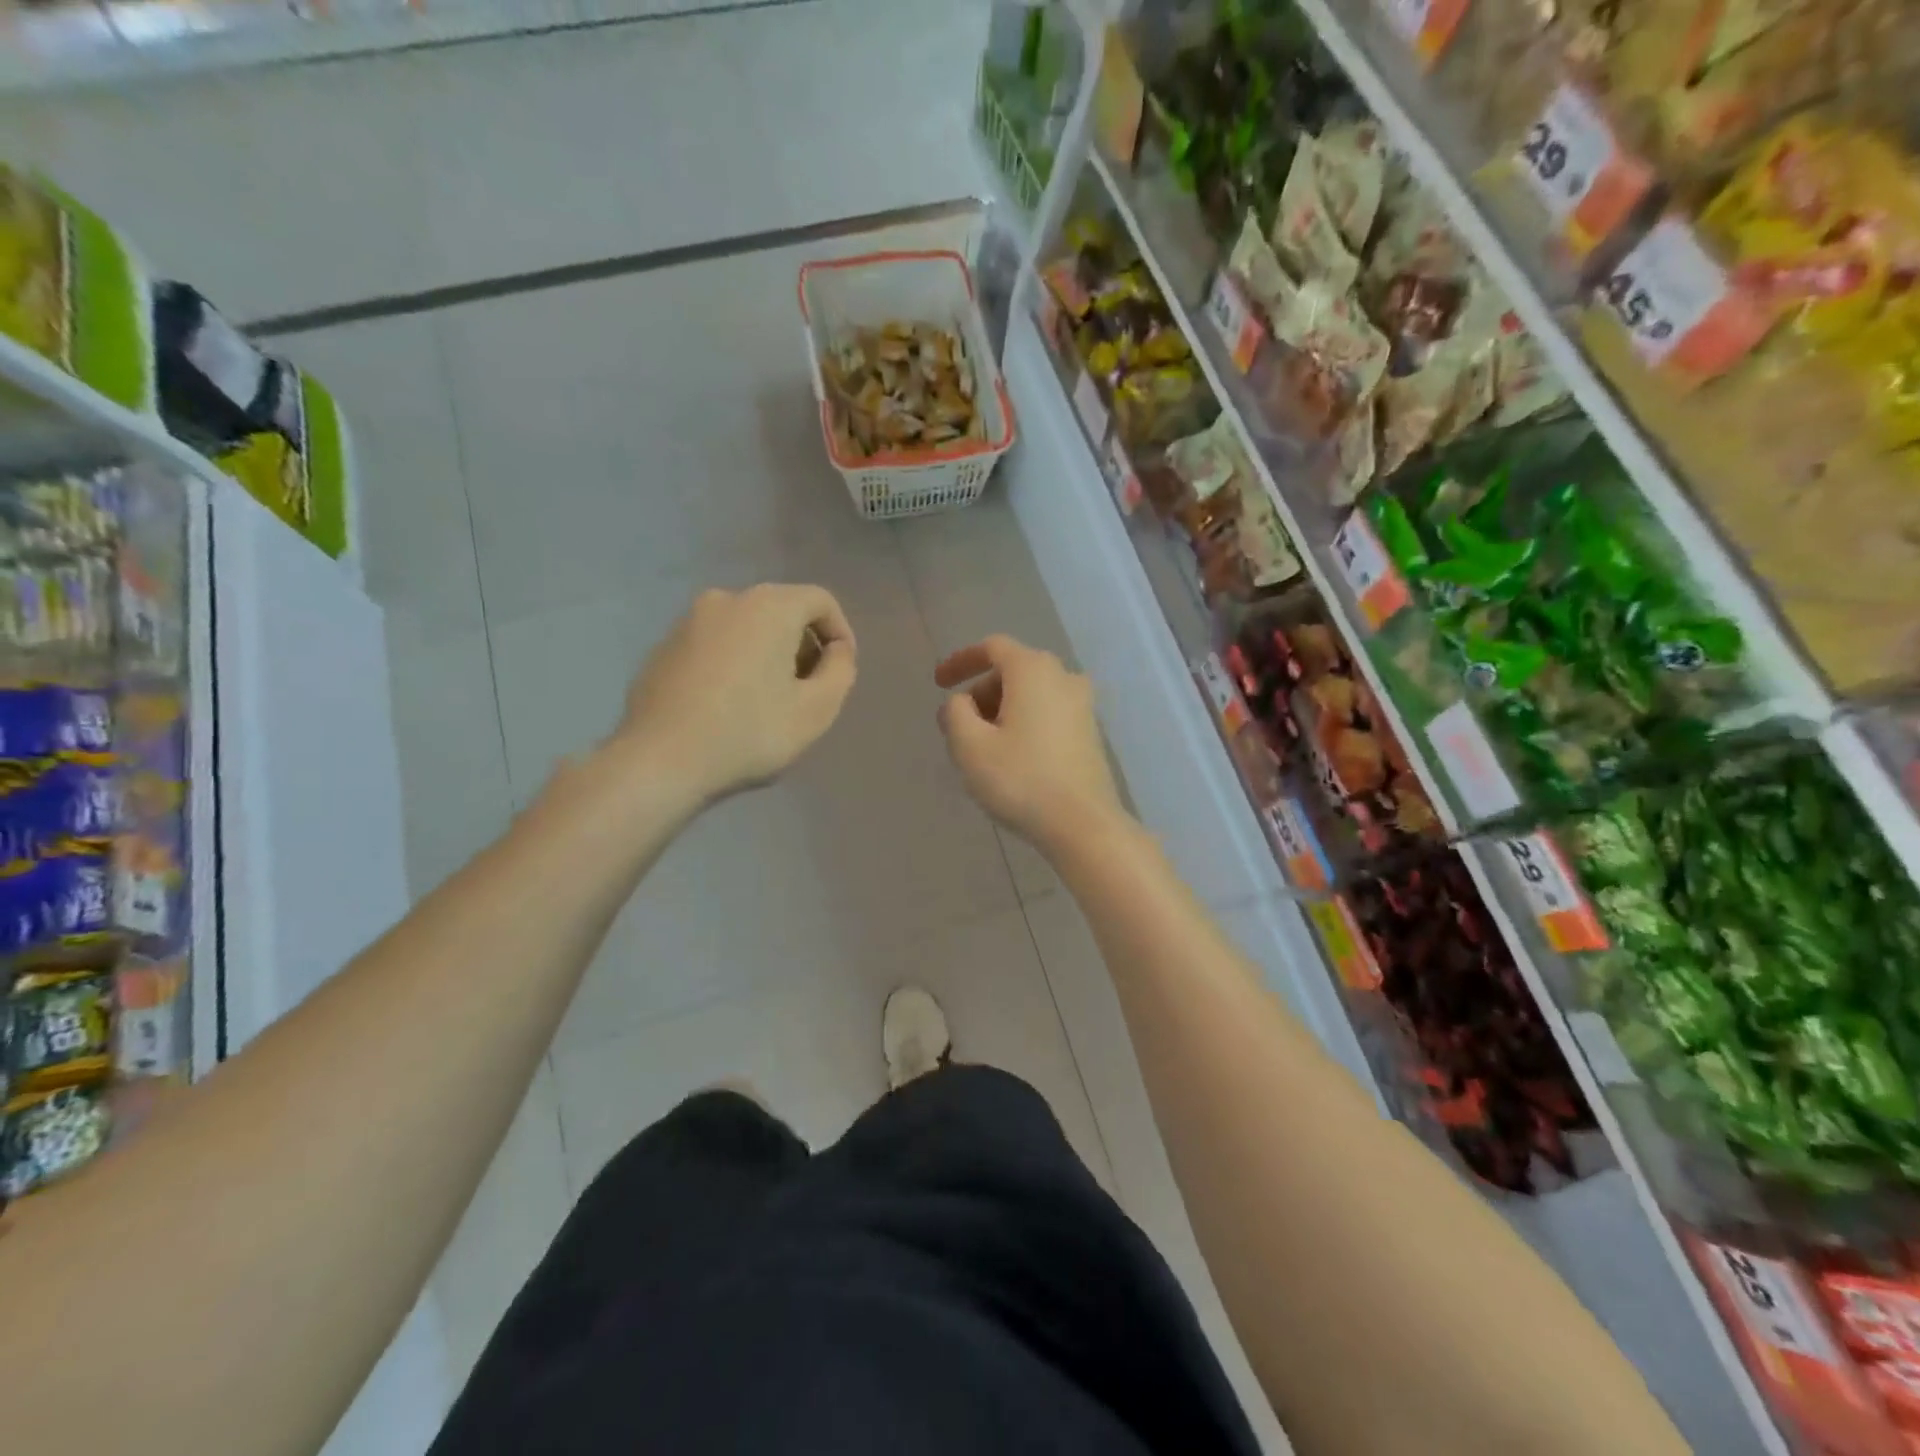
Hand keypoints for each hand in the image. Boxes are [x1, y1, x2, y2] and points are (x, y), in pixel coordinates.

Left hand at [618, 584, 855, 804]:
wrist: (659, 761)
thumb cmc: (749, 733)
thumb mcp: (817, 710)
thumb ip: (840, 670)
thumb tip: (836, 651)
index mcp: (768, 606)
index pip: (820, 600)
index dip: (840, 632)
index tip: (840, 671)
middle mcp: (726, 600)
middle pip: (782, 611)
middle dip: (802, 646)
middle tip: (807, 690)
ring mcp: (688, 622)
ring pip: (746, 628)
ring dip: (767, 656)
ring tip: (768, 701)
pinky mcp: (663, 647)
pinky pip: (715, 646)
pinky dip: (732, 664)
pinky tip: (728, 707)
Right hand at [935, 635, 1125, 853]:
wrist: (1083, 824)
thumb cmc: (1021, 779)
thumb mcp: (970, 746)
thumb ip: (955, 713)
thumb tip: (961, 703)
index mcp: (1033, 670)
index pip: (992, 648)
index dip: (961, 661)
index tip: (938, 683)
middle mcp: (1063, 677)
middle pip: (1013, 671)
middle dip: (981, 692)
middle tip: (959, 726)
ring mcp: (1083, 705)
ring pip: (1032, 694)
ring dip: (1002, 710)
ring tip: (983, 746)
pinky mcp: (1090, 733)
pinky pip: (1048, 713)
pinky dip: (1025, 723)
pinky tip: (1012, 757)